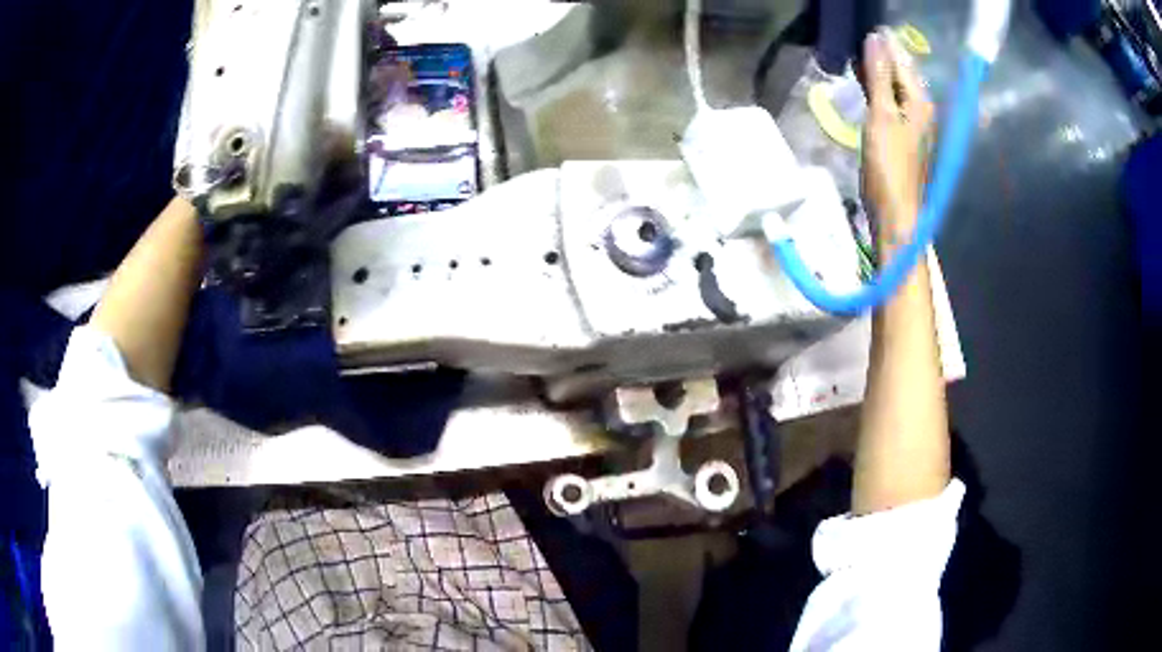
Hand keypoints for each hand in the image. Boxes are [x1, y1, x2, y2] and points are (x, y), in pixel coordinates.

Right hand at [860, 29, 934, 248]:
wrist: (896, 214)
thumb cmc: (890, 166)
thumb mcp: (882, 116)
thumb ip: (879, 76)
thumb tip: (875, 39)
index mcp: (920, 101)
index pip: (902, 60)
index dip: (884, 43)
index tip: (864, 27)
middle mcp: (921, 109)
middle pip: (900, 73)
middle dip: (881, 55)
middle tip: (856, 39)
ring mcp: (913, 124)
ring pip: (895, 87)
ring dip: (877, 72)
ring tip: (856, 57)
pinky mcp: (903, 136)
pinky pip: (891, 102)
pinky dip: (877, 90)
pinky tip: (864, 86)